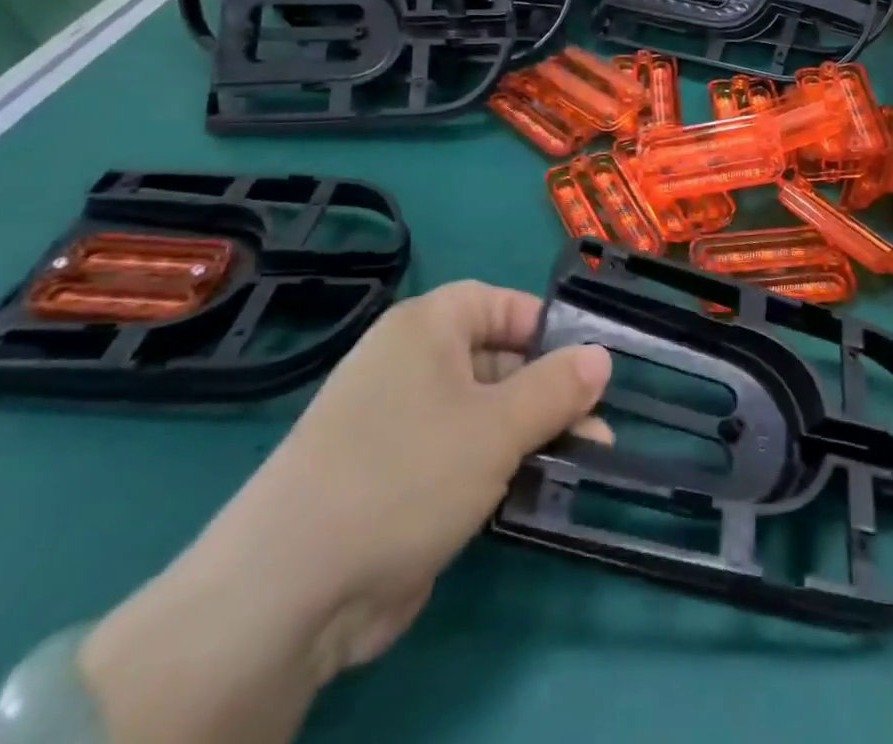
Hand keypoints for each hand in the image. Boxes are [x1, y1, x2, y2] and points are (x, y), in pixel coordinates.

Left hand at [78, 283, 609, 743]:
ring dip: (531, 435)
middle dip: (549, 391)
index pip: (499, 303)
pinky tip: (536, 493)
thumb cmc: (408, 473)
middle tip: (597, 428)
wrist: (290, 590)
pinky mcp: (395, 479)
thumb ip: (556, 388)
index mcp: (426, 328)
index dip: (546, 327)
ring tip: (583, 463)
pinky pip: (461, 456)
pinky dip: (498, 469)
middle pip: (497, 360)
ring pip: (484, 413)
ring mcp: (400, 424)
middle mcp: (410, 365)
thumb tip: (602, 357)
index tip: (590, 363)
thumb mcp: (498, 425)